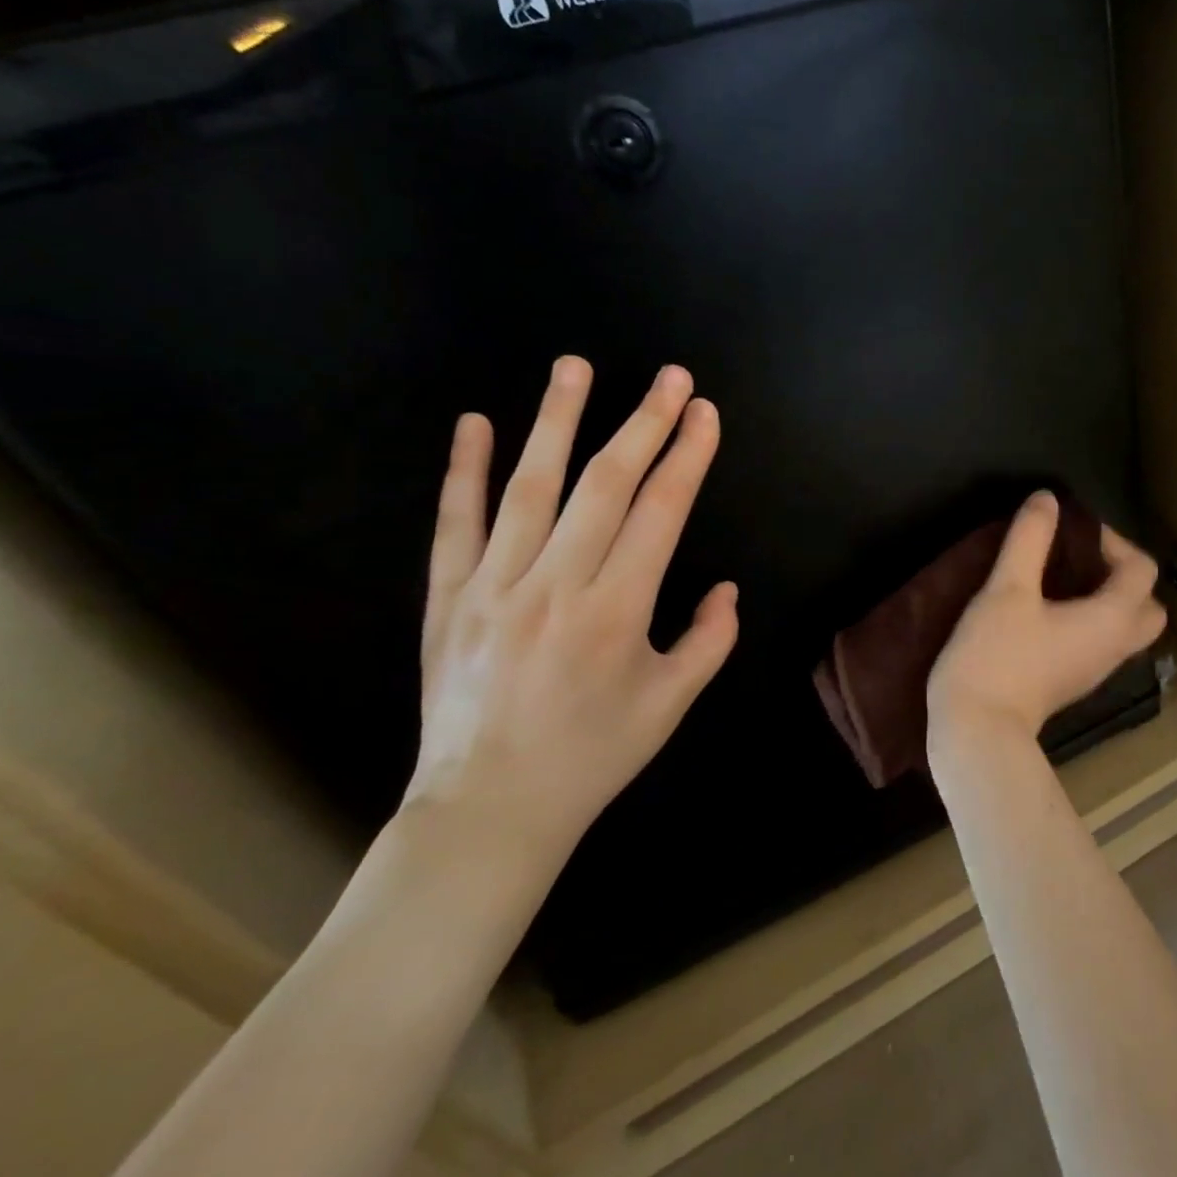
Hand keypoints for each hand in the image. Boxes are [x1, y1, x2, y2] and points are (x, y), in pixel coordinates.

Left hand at [404, 357, 738, 860]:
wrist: (488, 810)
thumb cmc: (592, 756)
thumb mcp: (671, 705)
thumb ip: (710, 641)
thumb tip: (727, 588)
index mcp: (617, 611)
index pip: (661, 511)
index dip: (687, 456)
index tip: (704, 413)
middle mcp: (557, 585)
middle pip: (606, 485)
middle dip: (644, 422)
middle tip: (669, 376)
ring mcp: (494, 586)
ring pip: (530, 487)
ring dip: (557, 421)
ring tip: (575, 367)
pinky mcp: (449, 599)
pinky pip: (456, 524)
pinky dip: (465, 471)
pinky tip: (477, 423)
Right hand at [927, 491, 1165, 759]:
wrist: (977, 731)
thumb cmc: (996, 656)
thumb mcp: (1007, 588)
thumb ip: (1030, 539)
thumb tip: (1047, 500)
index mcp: (1111, 620)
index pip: (1141, 569)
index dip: (1113, 540)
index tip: (1072, 531)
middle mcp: (1115, 646)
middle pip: (1147, 604)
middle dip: (1123, 574)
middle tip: (1082, 558)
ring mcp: (1096, 669)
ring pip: (1125, 626)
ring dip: (1107, 597)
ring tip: (1061, 577)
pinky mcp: (1073, 681)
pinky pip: (1100, 642)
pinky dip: (1089, 619)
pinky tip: (1047, 609)